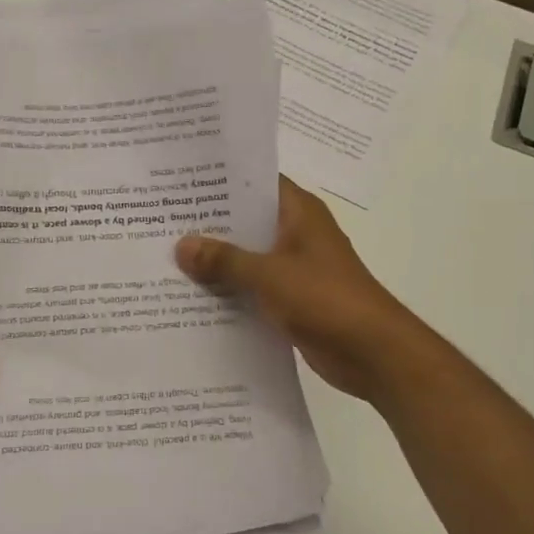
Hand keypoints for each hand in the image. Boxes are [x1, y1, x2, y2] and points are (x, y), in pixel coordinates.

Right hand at [175, 177, 431, 404]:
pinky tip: (193, 298)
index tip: (180, 181)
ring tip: (166, 258)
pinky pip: (253, 289)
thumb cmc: (325, 298)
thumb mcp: (269, 275)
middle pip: (247, 221)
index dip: (221, 180)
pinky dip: (230, 292)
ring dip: (217, 262)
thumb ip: (225, 259)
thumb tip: (181, 245)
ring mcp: (295, 268)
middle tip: (160, 221)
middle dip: (209, 225)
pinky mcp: (292, 300)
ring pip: (248, 257)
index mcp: (299, 213)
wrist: (373, 353)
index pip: (256, 182)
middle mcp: (297, 234)